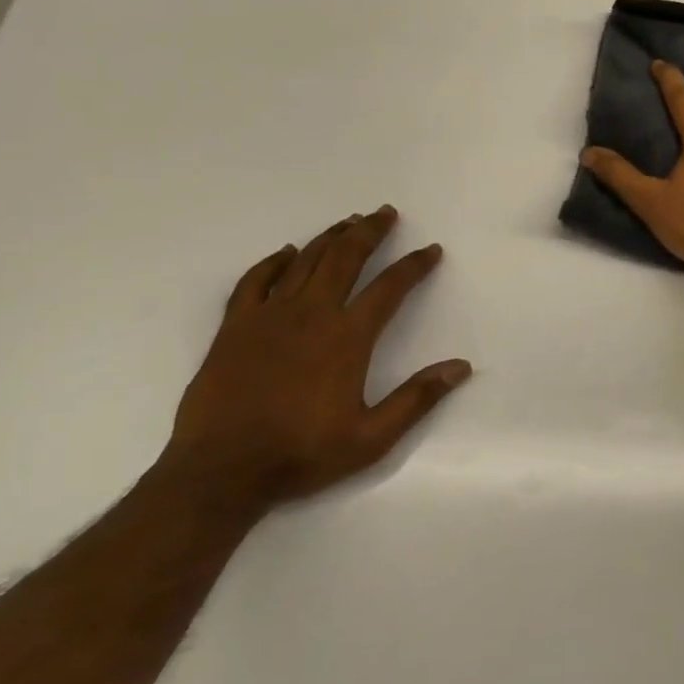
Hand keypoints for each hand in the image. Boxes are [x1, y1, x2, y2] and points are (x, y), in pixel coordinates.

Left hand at [163, 207, 470, 508]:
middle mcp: (311, 315)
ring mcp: (268, 317)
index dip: (414, 266)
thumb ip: (417, 398)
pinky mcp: (235, 327)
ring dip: (329, 237)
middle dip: (369, 232)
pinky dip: (273, 262)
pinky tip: (286, 252)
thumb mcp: (372, 438)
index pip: (389, 289)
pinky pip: (255, 281)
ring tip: (349, 221)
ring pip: (304, 262)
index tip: (431, 250)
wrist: (221, 471)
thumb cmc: (302, 454)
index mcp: (347, 339)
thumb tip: (461, 367)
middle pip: (345, 259)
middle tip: (385, 213)